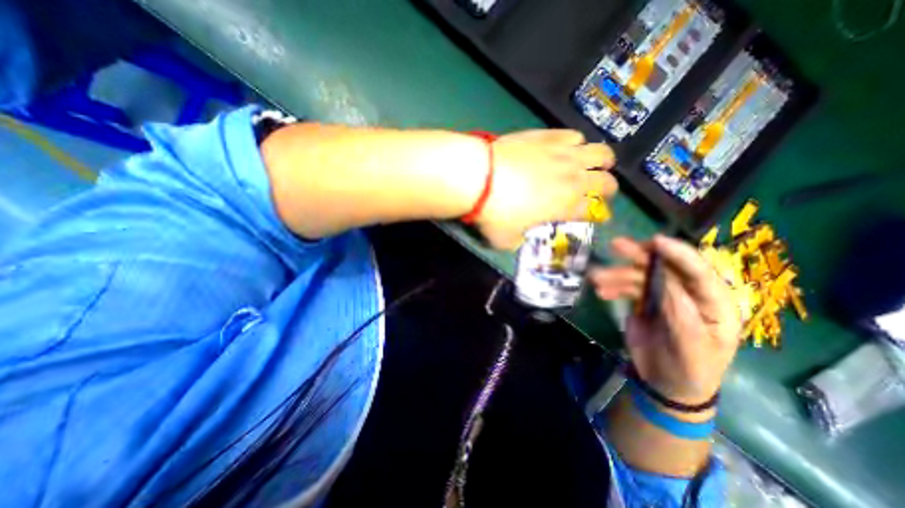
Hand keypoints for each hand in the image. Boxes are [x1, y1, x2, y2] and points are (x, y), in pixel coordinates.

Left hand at [474, 128, 614, 248]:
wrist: (480, 177)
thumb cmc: (494, 213)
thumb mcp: (505, 239)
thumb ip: (517, 240)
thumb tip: (519, 236)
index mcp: (566, 206)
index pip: (593, 211)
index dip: (598, 214)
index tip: (596, 215)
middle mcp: (573, 179)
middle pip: (606, 181)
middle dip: (608, 188)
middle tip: (600, 190)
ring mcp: (563, 154)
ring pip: (600, 153)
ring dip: (602, 161)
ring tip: (595, 164)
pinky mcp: (548, 136)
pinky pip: (574, 135)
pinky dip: (576, 143)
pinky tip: (568, 147)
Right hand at [588, 236, 741, 405]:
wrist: (667, 386)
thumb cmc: (690, 370)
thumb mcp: (690, 347)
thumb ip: (680, 313)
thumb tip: (663, 280)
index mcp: (714, 304)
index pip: (699, 272)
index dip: (678, 254)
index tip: (654, 241)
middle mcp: (689, 294)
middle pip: (664, 268)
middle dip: (640, 256)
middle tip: (615, 245)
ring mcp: (664, 297)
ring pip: (640, 276)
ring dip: (617, 275)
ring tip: (595, 278)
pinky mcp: (645, 302)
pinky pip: (628, 288)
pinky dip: (613, 287)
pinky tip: (601, 292)